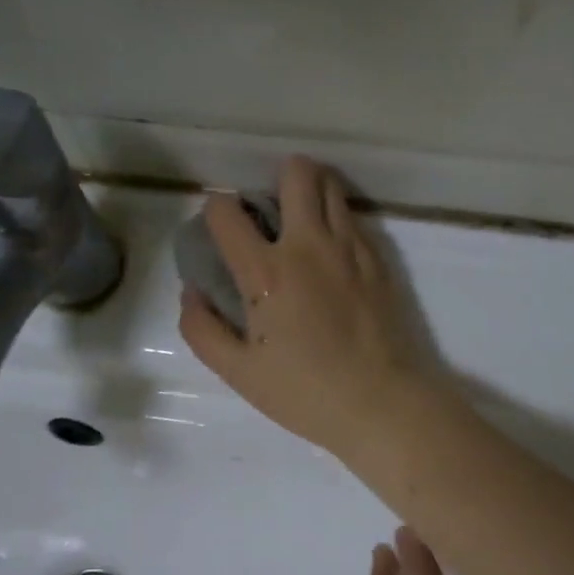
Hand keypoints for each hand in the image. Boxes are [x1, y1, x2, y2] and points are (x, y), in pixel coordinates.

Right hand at [179, 156, 437, 457]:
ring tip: (303, 222)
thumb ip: (202, 328)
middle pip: (296, 172)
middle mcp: (309, 245)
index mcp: (266, 272)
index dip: (215, 210)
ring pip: (331, 185)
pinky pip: (353, 217)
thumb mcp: (238, 372)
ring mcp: (350, 247)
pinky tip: (332, 253)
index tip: (221, 230)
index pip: (226, 211)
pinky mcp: (378, 259)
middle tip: (272, 211)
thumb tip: (192, 291)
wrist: (381, 403)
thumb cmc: (305, 392)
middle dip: (277, 177)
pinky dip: (336, 219)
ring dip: (311, 191)